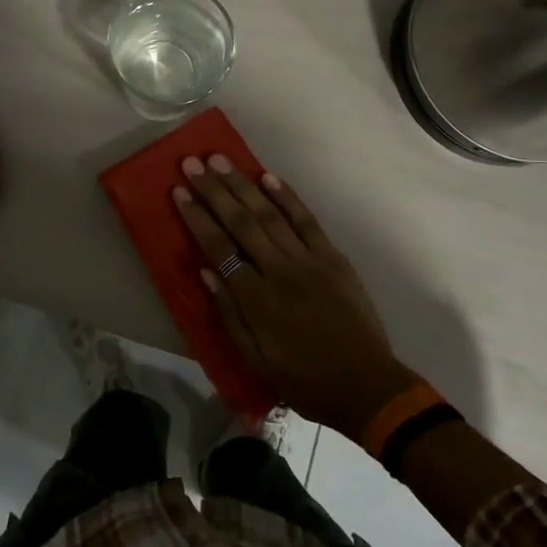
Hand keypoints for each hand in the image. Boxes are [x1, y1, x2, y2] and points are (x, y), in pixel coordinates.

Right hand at [172, 155, 417, 441]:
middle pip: (241, 222)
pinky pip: (307, 221)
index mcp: (257, 300)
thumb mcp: (256, 361)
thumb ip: (228, 315)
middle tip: (192, 163)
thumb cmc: (304, 380)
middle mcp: (280, 271)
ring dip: (243, 184)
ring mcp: (309, 261)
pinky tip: (268, 177)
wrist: (367, 386)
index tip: (179, 191)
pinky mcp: (333, 258)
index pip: (218, 248)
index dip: (197, 218)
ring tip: (221, 160)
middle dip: (214, 190)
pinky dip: (286, 197)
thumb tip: (205, 272)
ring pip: (270, 214)